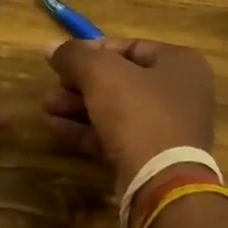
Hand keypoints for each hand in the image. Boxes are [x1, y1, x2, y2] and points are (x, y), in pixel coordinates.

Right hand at [44, 38, 214, 187]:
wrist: (161, 181)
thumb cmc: (138, 113)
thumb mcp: (100, 73)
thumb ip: (74, 55)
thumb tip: (51, 47)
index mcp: (179, 64)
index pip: (129, 47)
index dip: (92, 51)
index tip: (63, 60)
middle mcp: (179, 92)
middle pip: (120, 79)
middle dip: (80, 83)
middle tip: (53, 87)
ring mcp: (168, 127)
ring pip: (115, 109)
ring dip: (78, 106)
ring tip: (47, 108)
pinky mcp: (152, 156)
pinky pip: (115, 135)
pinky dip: (87, 130)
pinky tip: (56, 128)